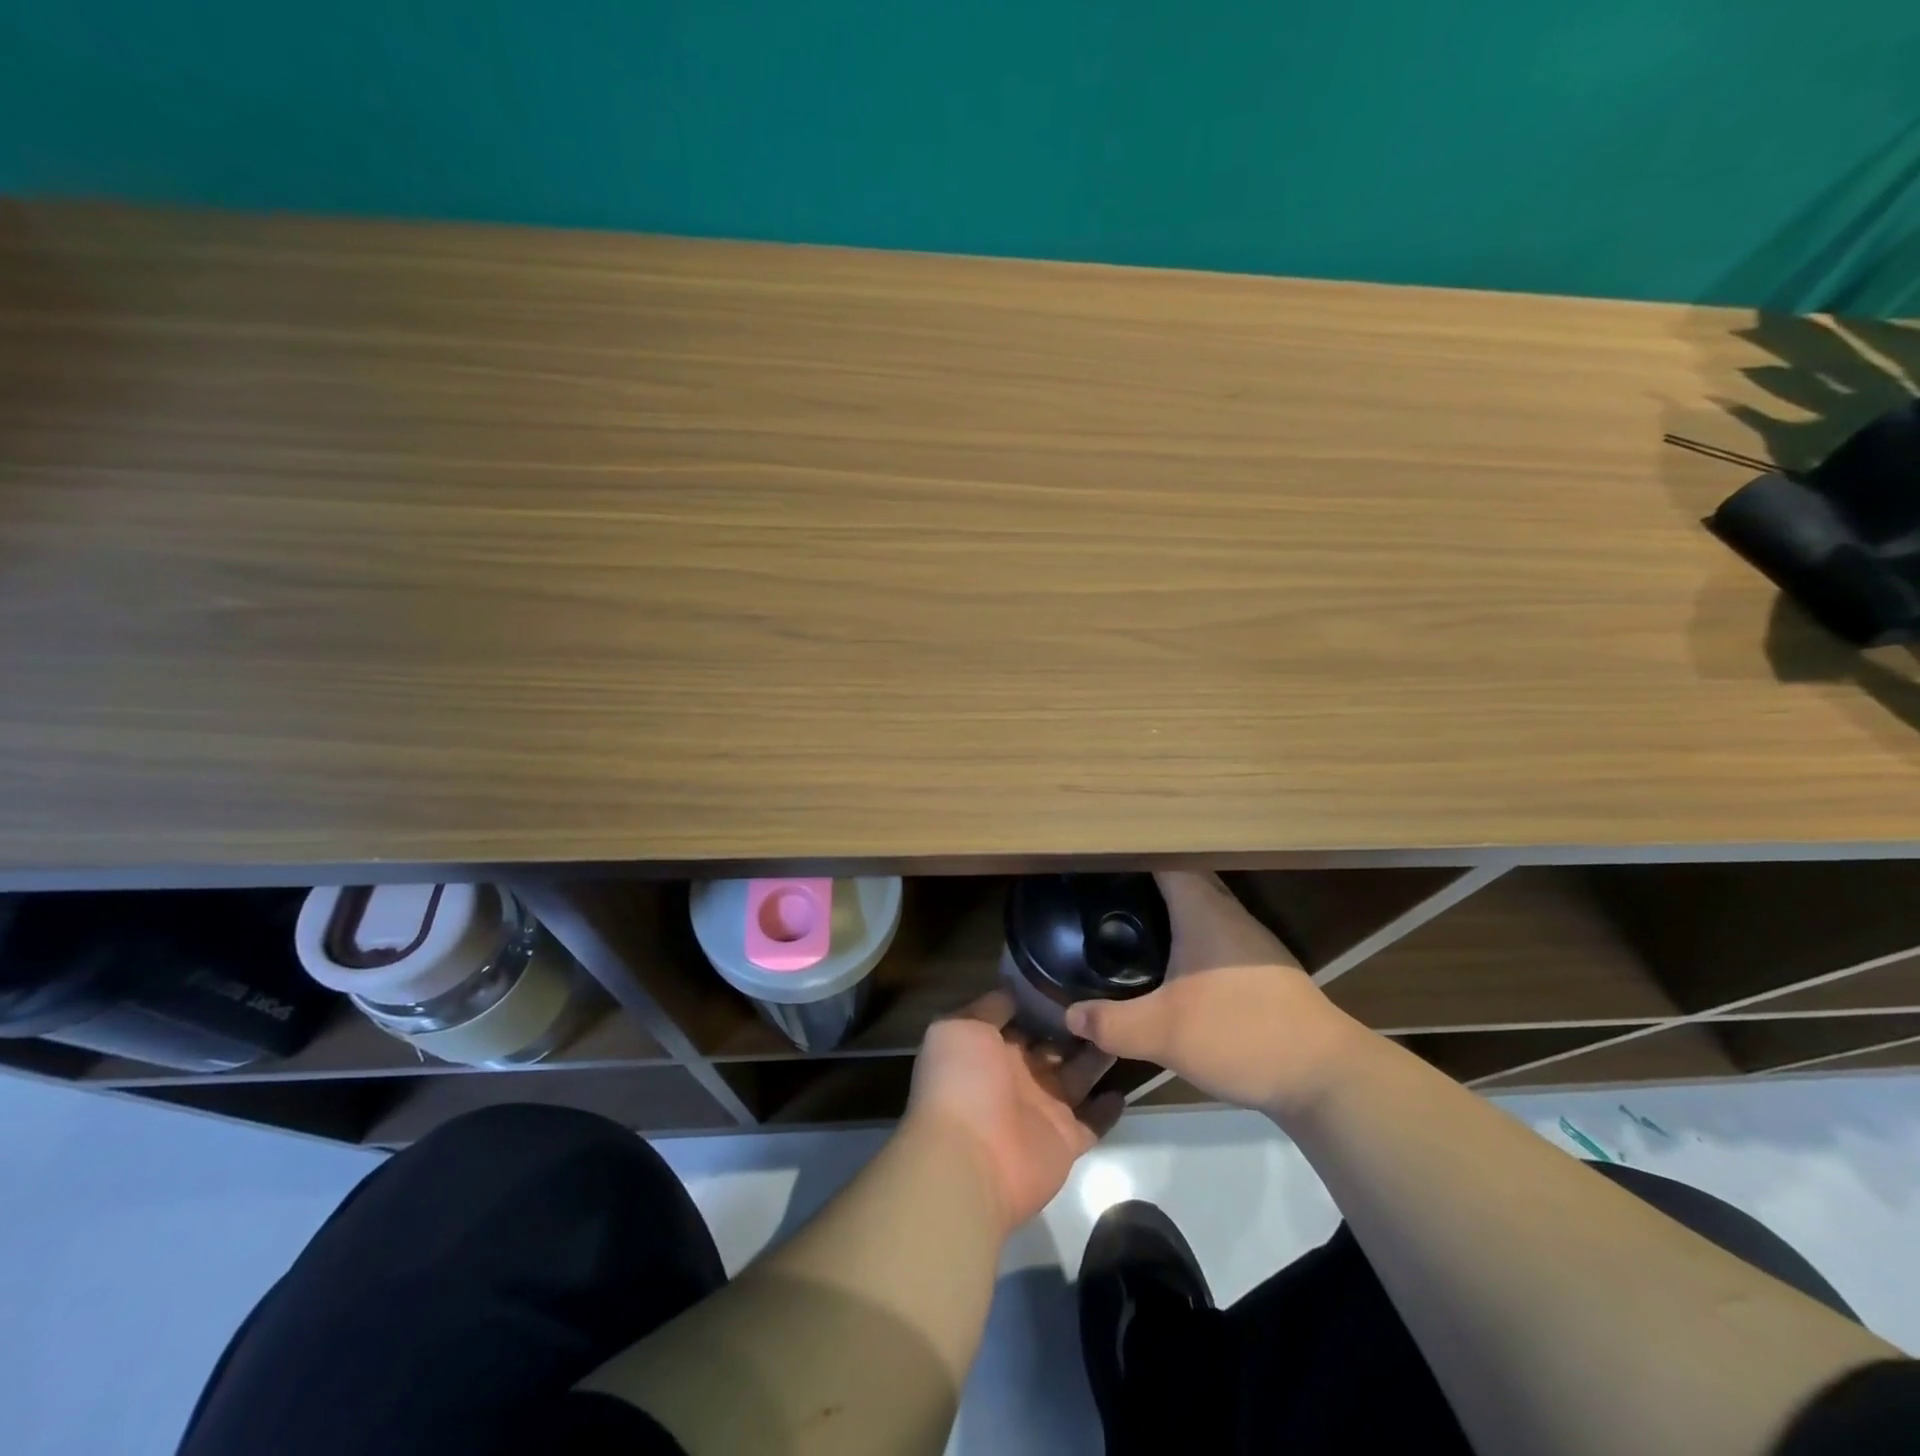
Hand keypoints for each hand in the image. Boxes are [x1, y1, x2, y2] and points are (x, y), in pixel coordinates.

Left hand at [906, 991, 1123, 1233]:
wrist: (968, 1160)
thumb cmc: (961, 1083)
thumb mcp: (961, 1027)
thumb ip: (989, 1007)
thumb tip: (1013, 988)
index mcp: (990, 1048)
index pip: (1021, 1019)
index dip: (1043, 1000)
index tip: (1073, 976)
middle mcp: (1017, 1076)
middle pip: (1053, 1046)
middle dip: (1076, 1026)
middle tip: (1110, 998)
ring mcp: (1042, 1109)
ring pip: (1077, 1076)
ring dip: (1097, 1056)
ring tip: (1126, 1027)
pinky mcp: (1066, 1140)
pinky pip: (1093, 1122)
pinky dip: (1108, 1107)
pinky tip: (1129, 1081)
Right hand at [1064, 871, 1363, 1120]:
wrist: (1324, 1076)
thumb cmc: (1240, 1033)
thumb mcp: (1163, 1033)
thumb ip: (1111, 1023)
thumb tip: (1070, 1015)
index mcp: (1204, 911)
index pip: (1166, 860)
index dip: (1134, 853)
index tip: (1102, 857)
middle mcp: (1230, 915)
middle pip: (1185, 880)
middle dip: (1147, 881)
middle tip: (1105, 891)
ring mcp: (1252, 943)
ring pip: (1203, 910)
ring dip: (1171, 910)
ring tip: (1131, 921)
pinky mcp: (1265, 971)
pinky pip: (1217, 937)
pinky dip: (1191, 939)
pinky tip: (1174, 966)